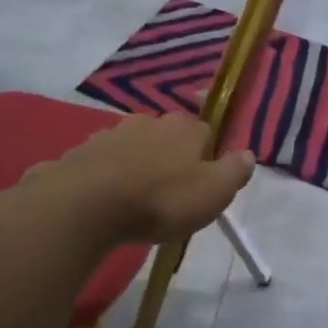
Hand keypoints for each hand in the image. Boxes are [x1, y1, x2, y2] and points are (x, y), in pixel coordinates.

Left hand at [30, 113, 254, 245]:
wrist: (87, 205)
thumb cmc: (161, 200)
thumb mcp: (213, 192)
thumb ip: (234, 171)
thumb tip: (247, 153)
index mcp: (184, 128)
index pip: (205, 133)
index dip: (207, 157)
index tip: (202, 184)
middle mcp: (148, 122)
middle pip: (166, 138)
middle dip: (169, 159)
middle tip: (169, 194)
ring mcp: (110, 134)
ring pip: (132, 148)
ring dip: (136, 166)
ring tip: (135, 200)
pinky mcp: (80, 153)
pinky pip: (100, 164)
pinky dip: (105, 177)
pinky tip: (103, 201)